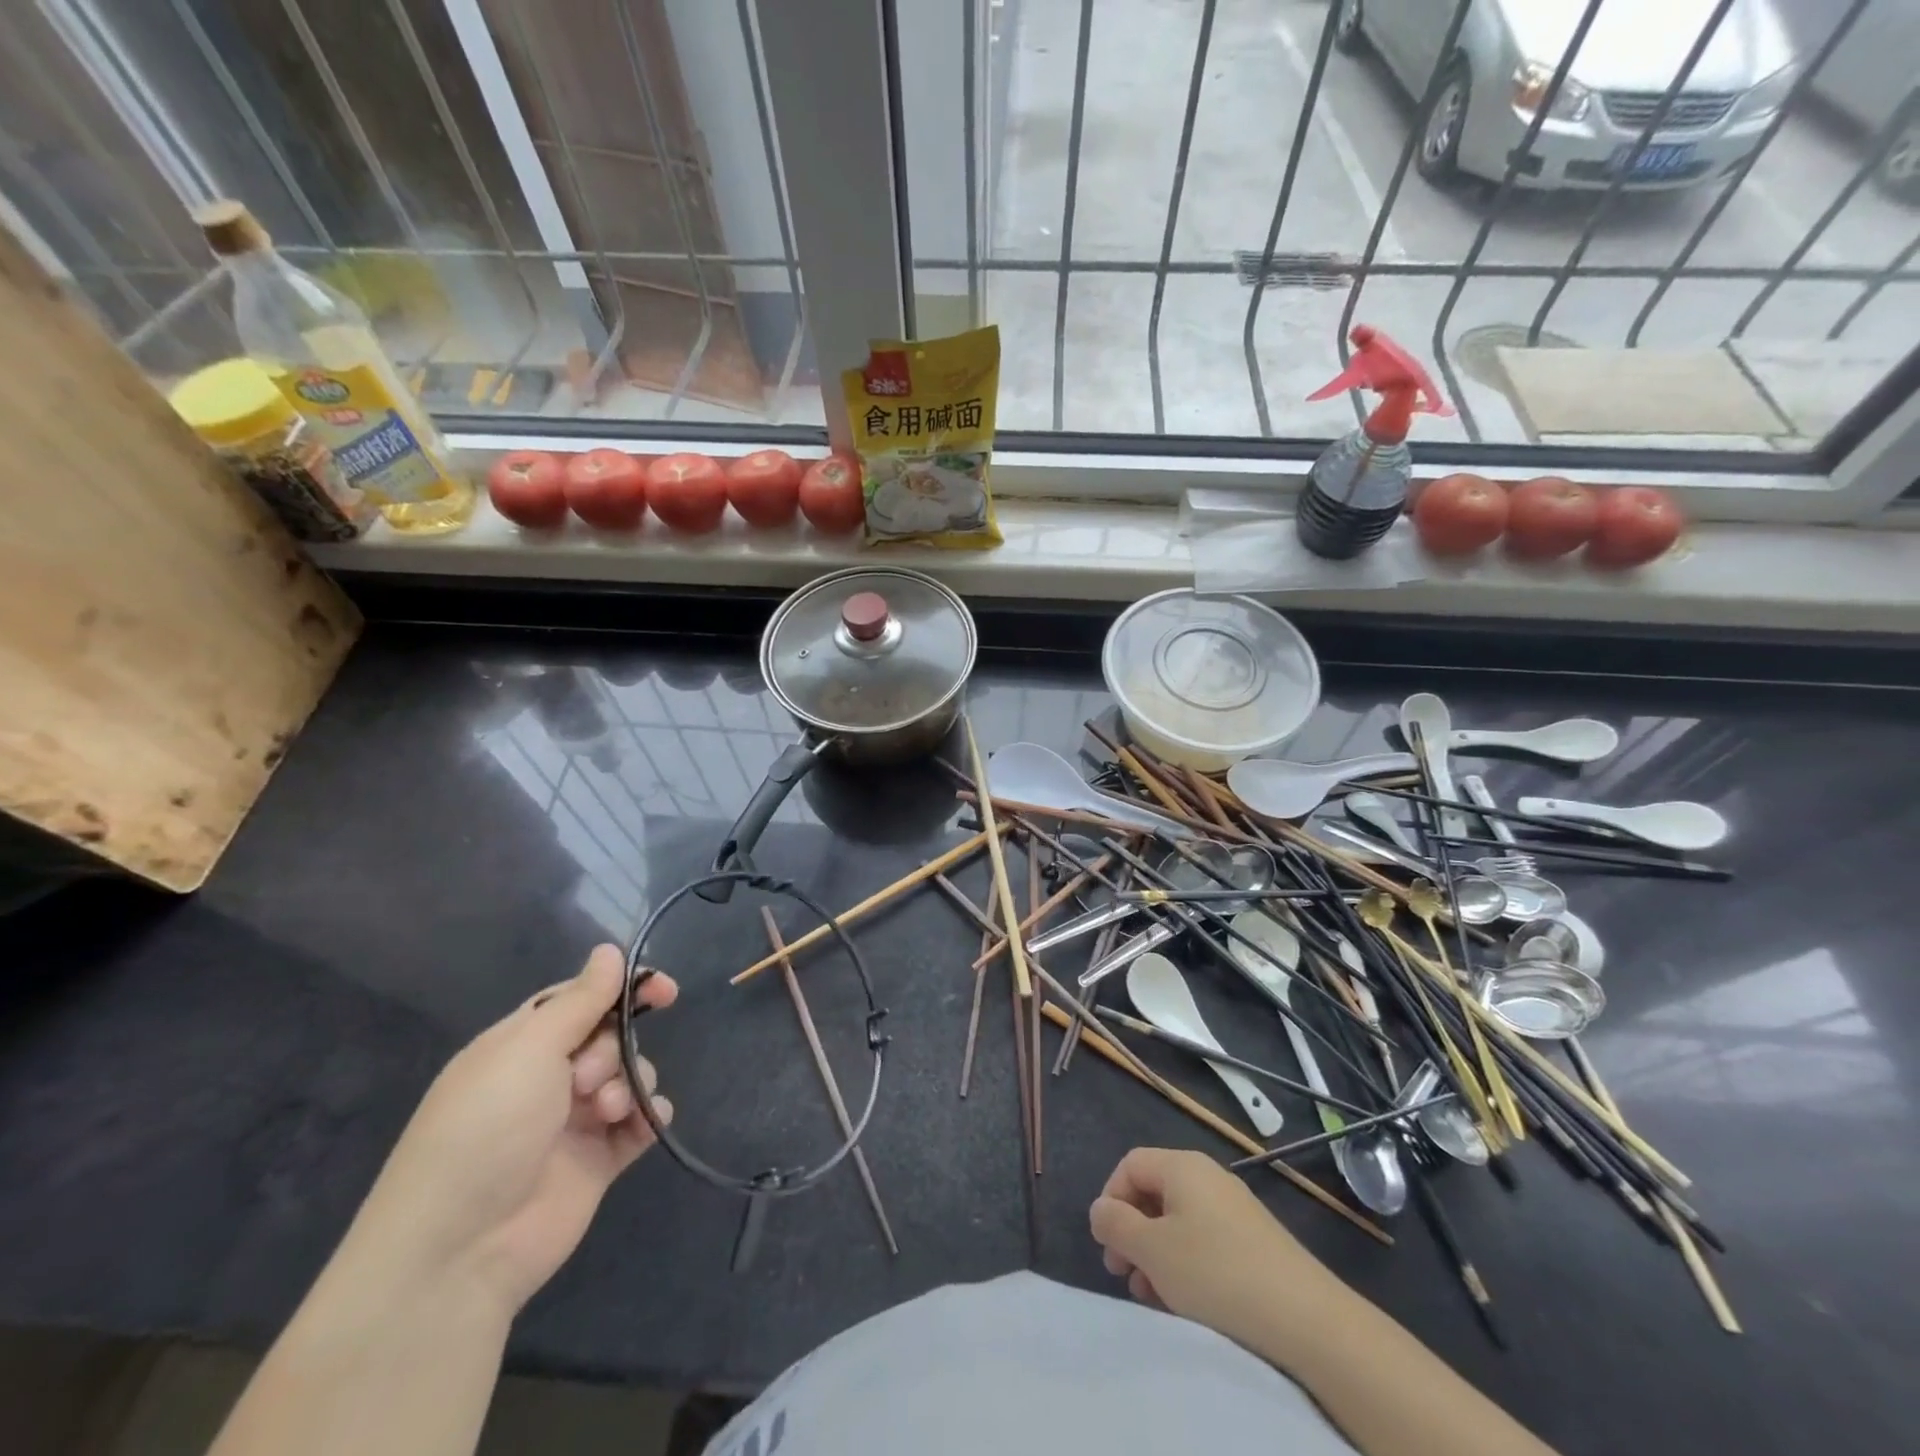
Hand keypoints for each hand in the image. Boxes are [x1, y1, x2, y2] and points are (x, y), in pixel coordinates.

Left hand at [352, 945, 677, 1315]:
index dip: (621, 989)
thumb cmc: (486, 1129)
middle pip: (609, 1036)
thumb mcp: (529, 1050)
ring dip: (630, 1083)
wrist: (459, 1250)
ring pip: (629, 1075)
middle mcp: (547, 1079)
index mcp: (519, 1047)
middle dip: (614, 1047)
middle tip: (589, 1076)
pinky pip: (640, 1122)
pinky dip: (649, 1116)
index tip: (664, 990)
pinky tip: (646, 1122)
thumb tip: (609, 950)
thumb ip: (580, 1000)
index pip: (579, 1000)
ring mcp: (573, 1121)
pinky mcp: (597, 1161)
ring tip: (608, 1111)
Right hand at [1089, 1147, 1339, 1352]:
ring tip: (1153, 1297)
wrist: (1307, 1319)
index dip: (1111, 1199)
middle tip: (1125, 1275)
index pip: (1130, 1164)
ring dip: (1157, 1254)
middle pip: (1154, 1193)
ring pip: (1179, 1221)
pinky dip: (1187, 1263)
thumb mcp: (1153, 1250)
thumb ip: (1116, 1225)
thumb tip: (1100, 1209)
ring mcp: (1235, 1208)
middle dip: (1132, 1232)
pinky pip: (1206, 1240)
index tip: (1108, 1244)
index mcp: (1181, 1166)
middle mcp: (1208, 1176)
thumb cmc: (1216, 1274)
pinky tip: (1188, 1302)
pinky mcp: (1255, 1241)